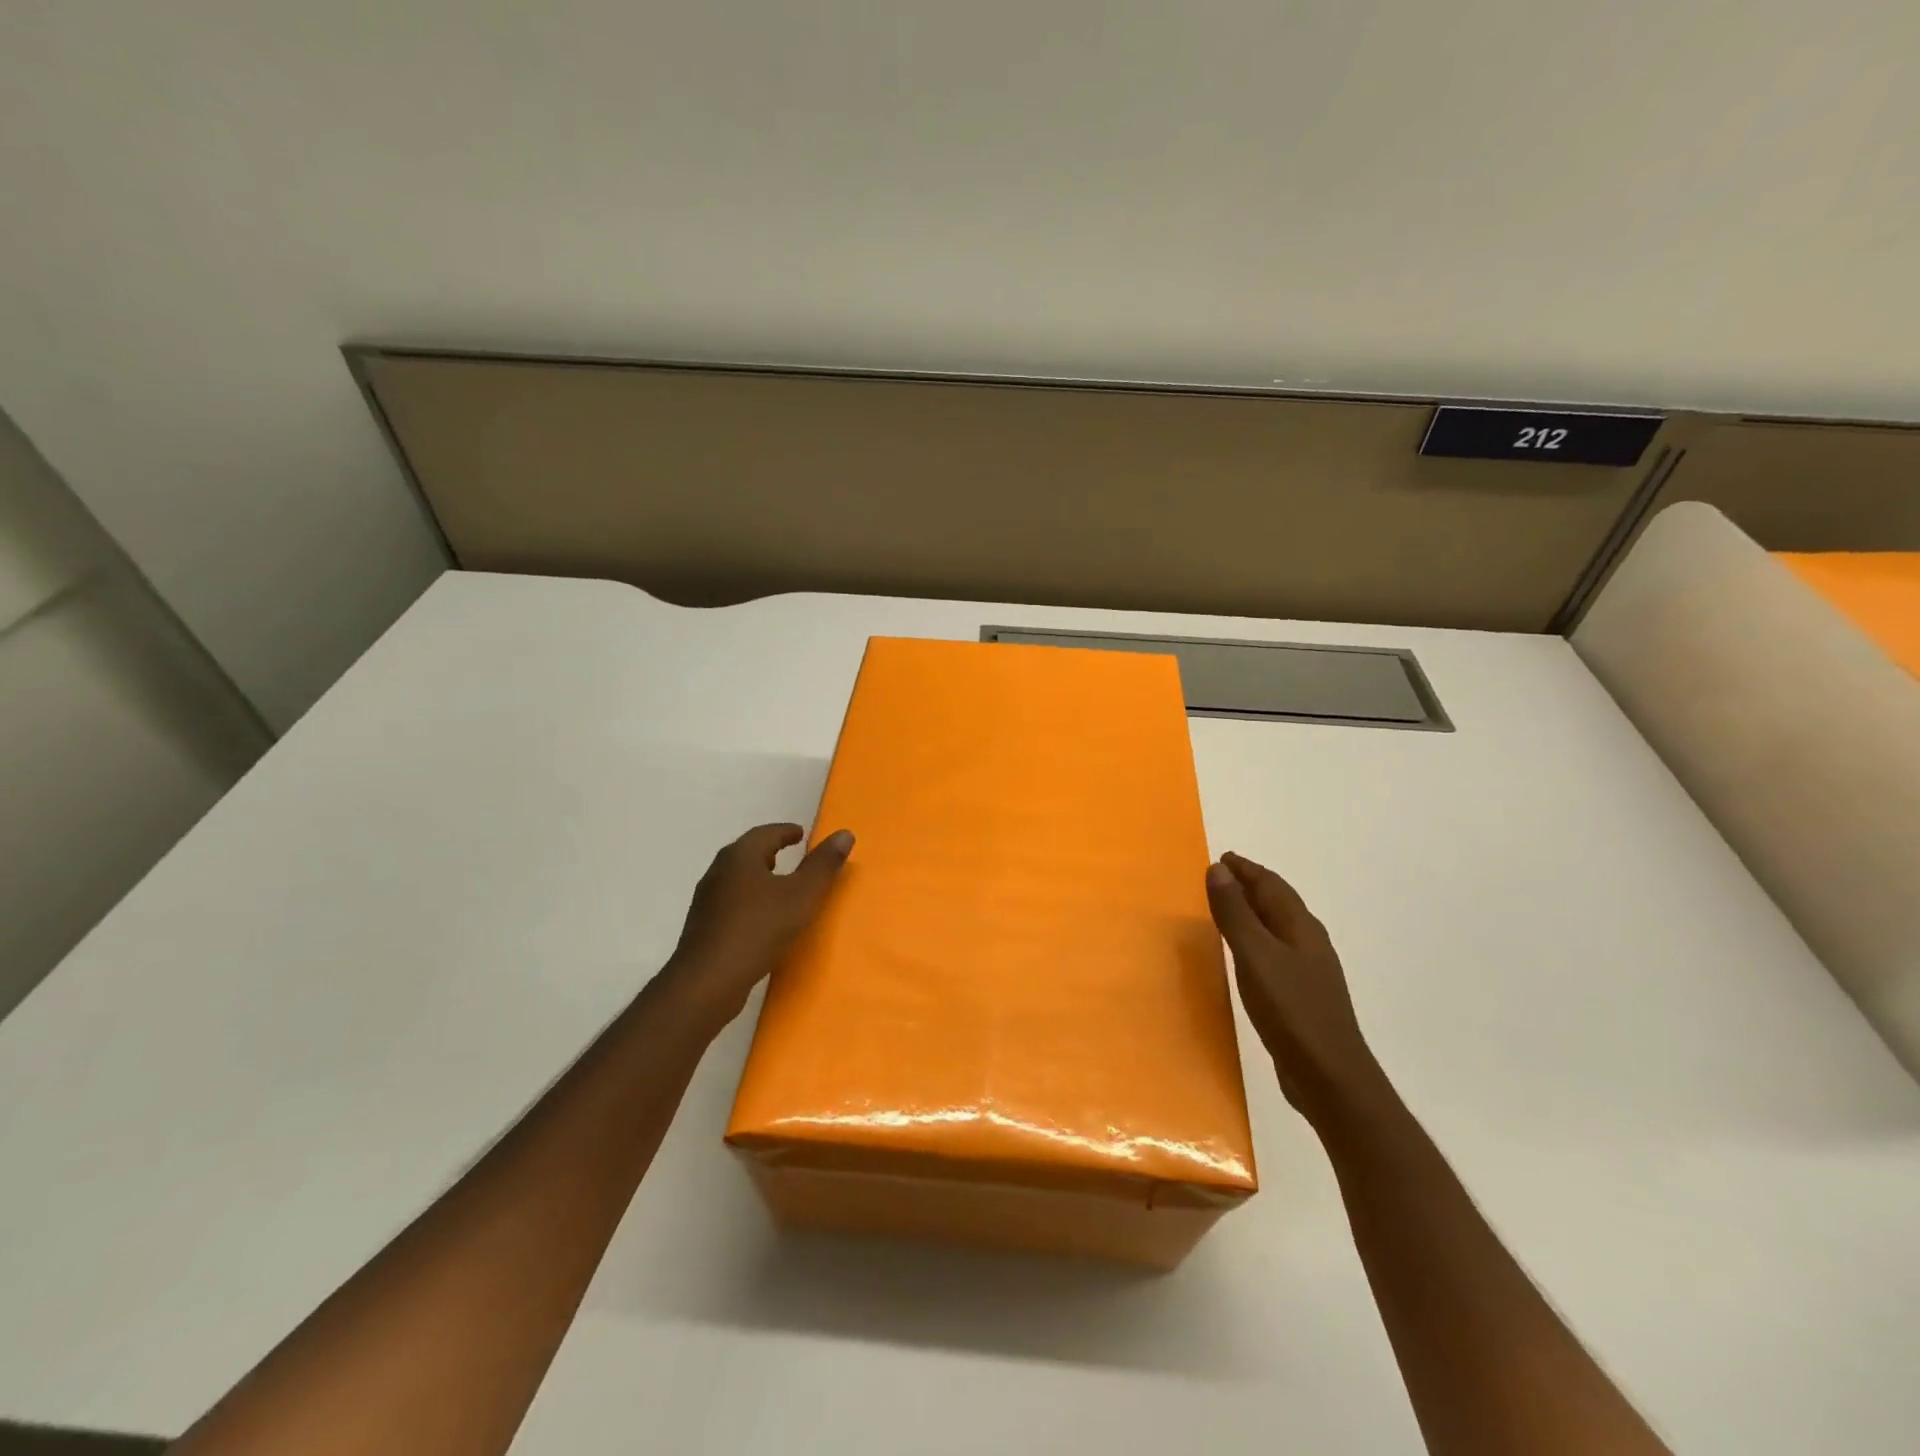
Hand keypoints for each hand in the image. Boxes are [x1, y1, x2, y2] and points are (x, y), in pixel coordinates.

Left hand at [666, 823, 853, 1023]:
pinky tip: (760, 918)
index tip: (801, 834)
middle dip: (769, 851)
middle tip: (791, 854)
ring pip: (737, 878)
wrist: (708, 981)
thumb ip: (823, 865)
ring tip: (779, 886)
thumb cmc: (758, 929)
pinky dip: (748, 899)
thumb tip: (845, 833)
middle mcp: (719, 870)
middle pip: (747, 852)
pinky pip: (730, 901)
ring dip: (758, 876)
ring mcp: (706, 899)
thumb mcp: (801, 895)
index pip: (766, 833)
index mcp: (740, 856)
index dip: (786, 832)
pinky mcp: (702, 925)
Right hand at [1206, 852, 1389, 1131]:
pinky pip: (1275, 952)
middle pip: (1278, 903)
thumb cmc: (1291, 1010)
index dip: (1246, 870)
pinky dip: (1257, 940)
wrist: (1330, 1078)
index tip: (1222, 858)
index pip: (1271, 885)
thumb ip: (1235, 913)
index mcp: (1300, 927)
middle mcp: (1309, 942)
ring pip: (1278, 928)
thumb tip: (1219, 869)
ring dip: (1254, 912)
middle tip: (1221, 876)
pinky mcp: (1303, 996)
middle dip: (1251, 886)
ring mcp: (1309, 971)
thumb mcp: (1255, 957)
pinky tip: (1246, 956)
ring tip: (1228, 909)